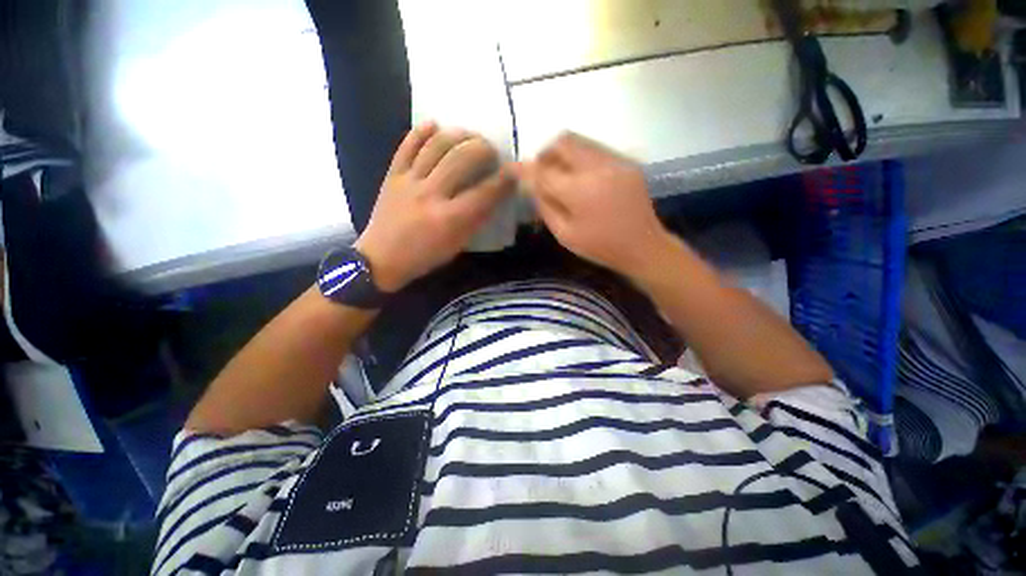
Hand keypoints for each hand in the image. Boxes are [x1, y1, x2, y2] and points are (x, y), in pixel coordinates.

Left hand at [355, 122, 514, 291]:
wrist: (381, 258)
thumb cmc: (425, 256)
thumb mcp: (457, 245)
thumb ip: (476, 221)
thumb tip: (494, 197)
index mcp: (450, 219)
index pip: (484, 192)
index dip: (504, 179)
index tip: (514, 171)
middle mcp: (431, 195)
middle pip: (462, 159)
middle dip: (483, 149)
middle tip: (491, 151)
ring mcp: (410, 181)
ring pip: (437, 145)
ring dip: (458, 135)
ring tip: (470, 135)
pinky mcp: (393, 174)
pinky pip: (407, 145)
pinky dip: (422, 131)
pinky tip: (435, 125)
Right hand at [517, 133, 669, 277]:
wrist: (643, 246)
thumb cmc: (600, 247)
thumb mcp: (565, 235)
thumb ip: (545, 206)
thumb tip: (532, 185)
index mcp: (579, 191)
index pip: (543, 172)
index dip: (524, 168)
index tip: (511, 167)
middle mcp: (598, 168)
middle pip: (564, 142)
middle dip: (546, 153)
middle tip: (541, 171)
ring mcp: (615, 161)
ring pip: (581, 141)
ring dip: (563, 153)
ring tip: (560, 174)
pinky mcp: (627, 162)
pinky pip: (596, 149)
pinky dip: (580, 157)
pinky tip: (581, 177)